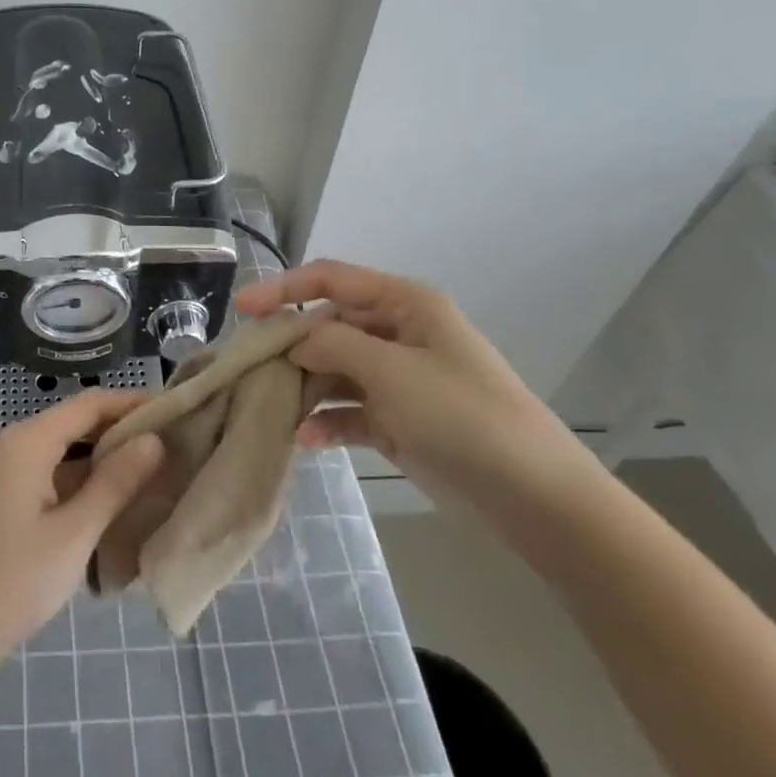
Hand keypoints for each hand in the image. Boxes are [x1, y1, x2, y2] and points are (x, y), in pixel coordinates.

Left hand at [0, 392, 163, 678]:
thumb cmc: (14, 581)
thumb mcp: (74, 533)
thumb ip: (115, 483)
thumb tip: (155, 440)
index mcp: (30, 441)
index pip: (91, 404)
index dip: (133, 402)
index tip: (177, 408)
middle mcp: (20, 444)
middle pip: (80, 422)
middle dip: (125, 429)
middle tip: (176, 440)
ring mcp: (14, 471)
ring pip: (71, 448)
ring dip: (110, 455)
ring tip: (159, 465)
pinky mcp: (15, 496)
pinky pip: (59, 471)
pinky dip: (90, 477)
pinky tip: (122, 495)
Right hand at [234, 261, 602, 519]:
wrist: (533, 497)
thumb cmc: (462, 415)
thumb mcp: (391, 371)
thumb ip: (332, 344)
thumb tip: (293, 340)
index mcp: (404, 304)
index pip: (330, 279)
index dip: (283, 289)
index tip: (241, 310)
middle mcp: (398, 333)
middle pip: (328, 326)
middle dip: (290, 346)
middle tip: (250, 370)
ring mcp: (398, 379)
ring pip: (334, 370)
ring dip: (304, 387)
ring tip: (270, 409)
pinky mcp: (398, 420)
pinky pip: (349, 410)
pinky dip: (326, 421)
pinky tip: (304, 440)